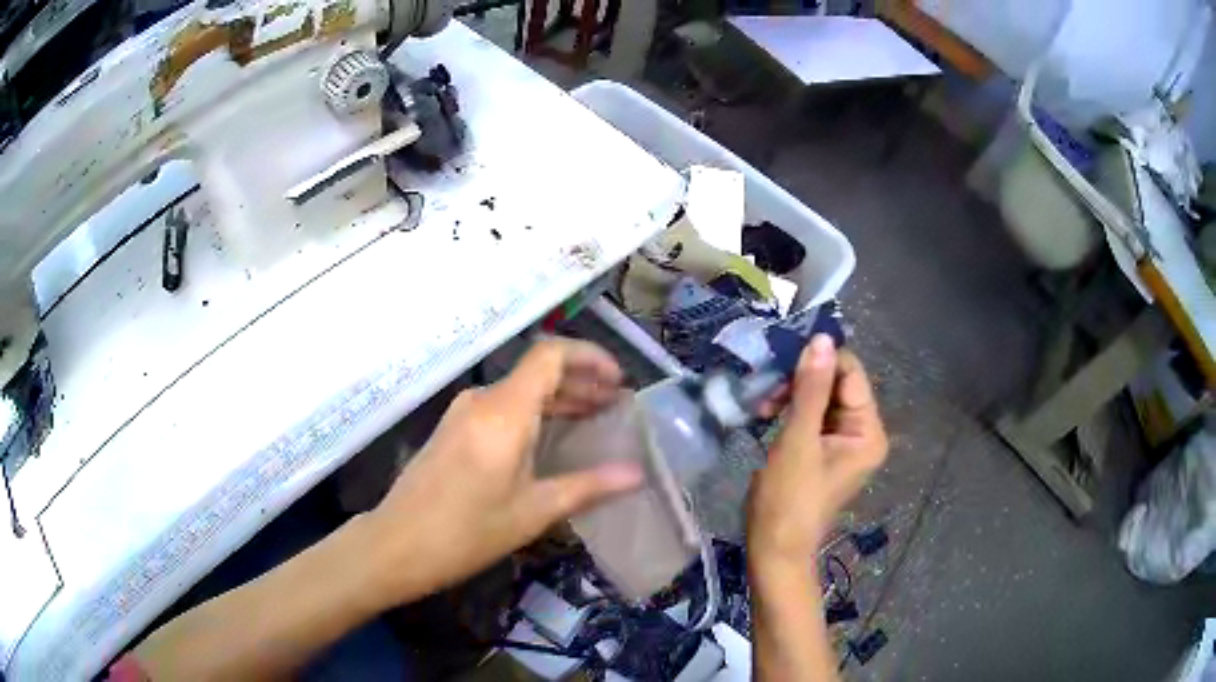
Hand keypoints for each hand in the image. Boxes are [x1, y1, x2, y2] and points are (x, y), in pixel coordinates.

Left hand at [364, 338, 643, 602]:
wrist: (398, 545)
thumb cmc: (468, 531)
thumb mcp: (534, 511)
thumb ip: (589, 486)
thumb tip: (637, 474)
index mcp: (504, 411)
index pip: (550, 355)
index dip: (590, 357)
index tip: (619, 381)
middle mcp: (482, 401)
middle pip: (537, 372)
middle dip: (580, 383)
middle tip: (615, 406)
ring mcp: (463, 413)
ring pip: (520, 391)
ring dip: (557, 400)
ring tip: (592, 420)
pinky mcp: (453, 429)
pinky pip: (502, 408)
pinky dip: (533, 414)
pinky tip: (551, 440)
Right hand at [747, 335, 887, 568]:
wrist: (773, 549)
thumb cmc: (788, 499)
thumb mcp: (798, 440)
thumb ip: (811, 388)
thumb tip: (822, 338)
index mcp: (868, 431)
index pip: (850, 374)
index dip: (819, 362)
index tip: (781, 363)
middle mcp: (863, 432)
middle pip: (835, 385)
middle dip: (800, 382)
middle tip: (767, 393)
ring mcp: (842, 442)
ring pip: (819, 397)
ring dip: (790, 395)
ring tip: (762, 407)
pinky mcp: (823, 450)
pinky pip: (810, 416)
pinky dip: (789, 411)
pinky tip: (766, 415)